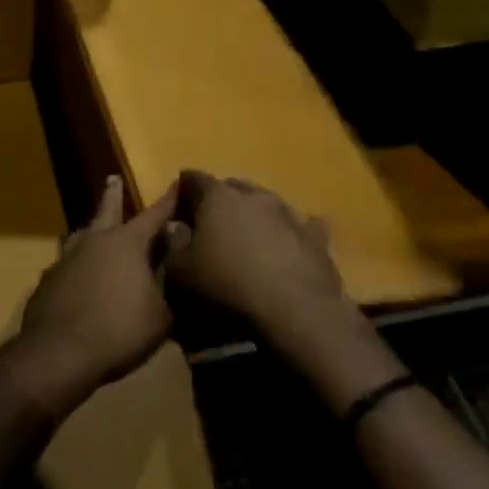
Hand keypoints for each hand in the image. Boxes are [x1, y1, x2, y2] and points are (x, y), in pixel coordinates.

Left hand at [15, 177, 182, 412]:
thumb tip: (175, 259)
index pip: (154, 215)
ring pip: (80, 235)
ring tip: (90, 229)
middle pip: (107, 210)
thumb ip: (170, 283)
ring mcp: (67, 258)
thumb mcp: (161, 313)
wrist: (59, 353)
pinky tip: (76, 279)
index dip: (168, 201)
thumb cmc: (119, 330)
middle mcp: (95, 240)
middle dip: (113, 194)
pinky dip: (75, 267)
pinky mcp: (48, 280)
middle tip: (112, 178)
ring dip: (89, 230)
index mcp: (126, 243)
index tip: (177, 182)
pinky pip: (66, 265)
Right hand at [167, 172, 347, 346]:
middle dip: (221, 198)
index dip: (184, 189)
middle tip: (213, 220)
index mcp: (217, 197)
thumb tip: (174, 226)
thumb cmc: (227, 286)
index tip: (179, 203)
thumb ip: (173, 245)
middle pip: (232, 186)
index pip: (194, 178)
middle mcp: (253, 195)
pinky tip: (292, 243)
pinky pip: (303, 226)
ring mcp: (288, 213)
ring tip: (251, 234)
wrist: (293, 310)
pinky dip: (293, 232)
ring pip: (267, 202)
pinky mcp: (315, 237)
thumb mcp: (182, 273)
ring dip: (257, 213)